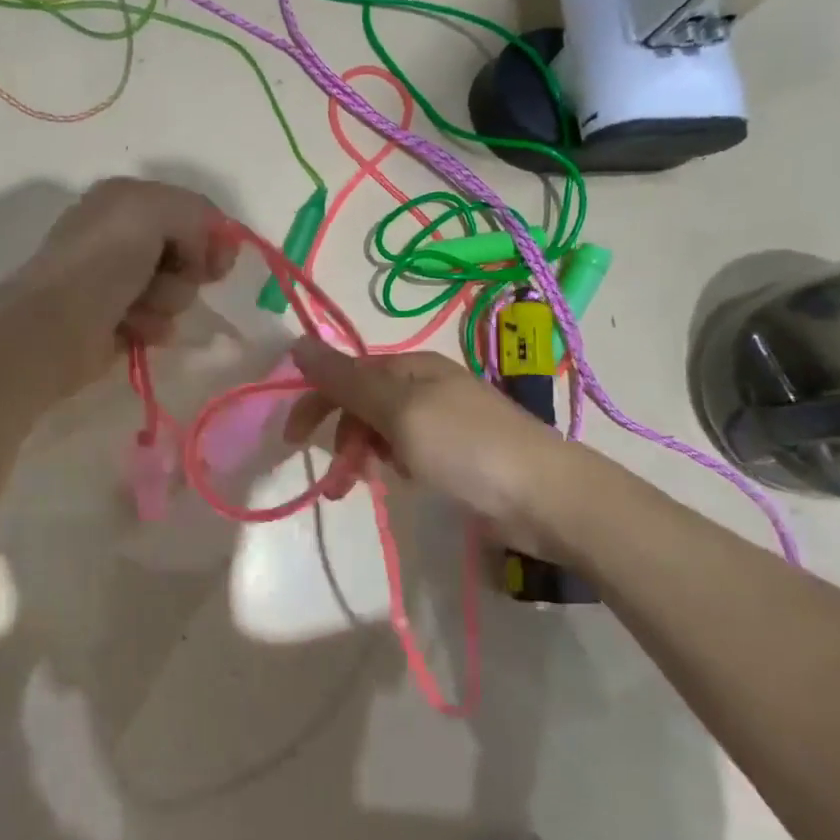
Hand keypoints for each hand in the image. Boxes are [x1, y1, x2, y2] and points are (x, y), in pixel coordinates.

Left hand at [9, 178, 238, 389]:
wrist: (56, 325)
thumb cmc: (103, 261)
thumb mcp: (154, 210)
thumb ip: (195, 212)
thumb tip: (208, 248)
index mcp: (125, 199)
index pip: (191, 212)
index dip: (211, 236)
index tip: (218, 262)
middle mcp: (120, 235)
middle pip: (187, 254)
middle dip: (186, 271)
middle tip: (169, 278)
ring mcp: (116, 279)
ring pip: (176, 291)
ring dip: (167, 301)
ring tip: (138, 308)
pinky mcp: (115, 320)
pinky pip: (158, 321)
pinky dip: (151, 326)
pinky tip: (131, 328)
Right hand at [283, 339, 578, 560]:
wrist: (547, 497)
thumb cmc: (466, 447)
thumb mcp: (398, 411)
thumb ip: (345, 380)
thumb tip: (296, 341)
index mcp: (410, 367)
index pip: (346, 374)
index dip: (315, 401)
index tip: (292, 440)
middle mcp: (424, 386)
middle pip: (362, 402)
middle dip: (341, 437)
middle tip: (335, 481)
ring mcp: (443, 420)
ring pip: (382, 430)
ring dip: (363, 455)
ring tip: (360, 488)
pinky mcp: (457, 453)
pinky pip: (407, 451)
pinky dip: (393, 465)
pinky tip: (402, 483)